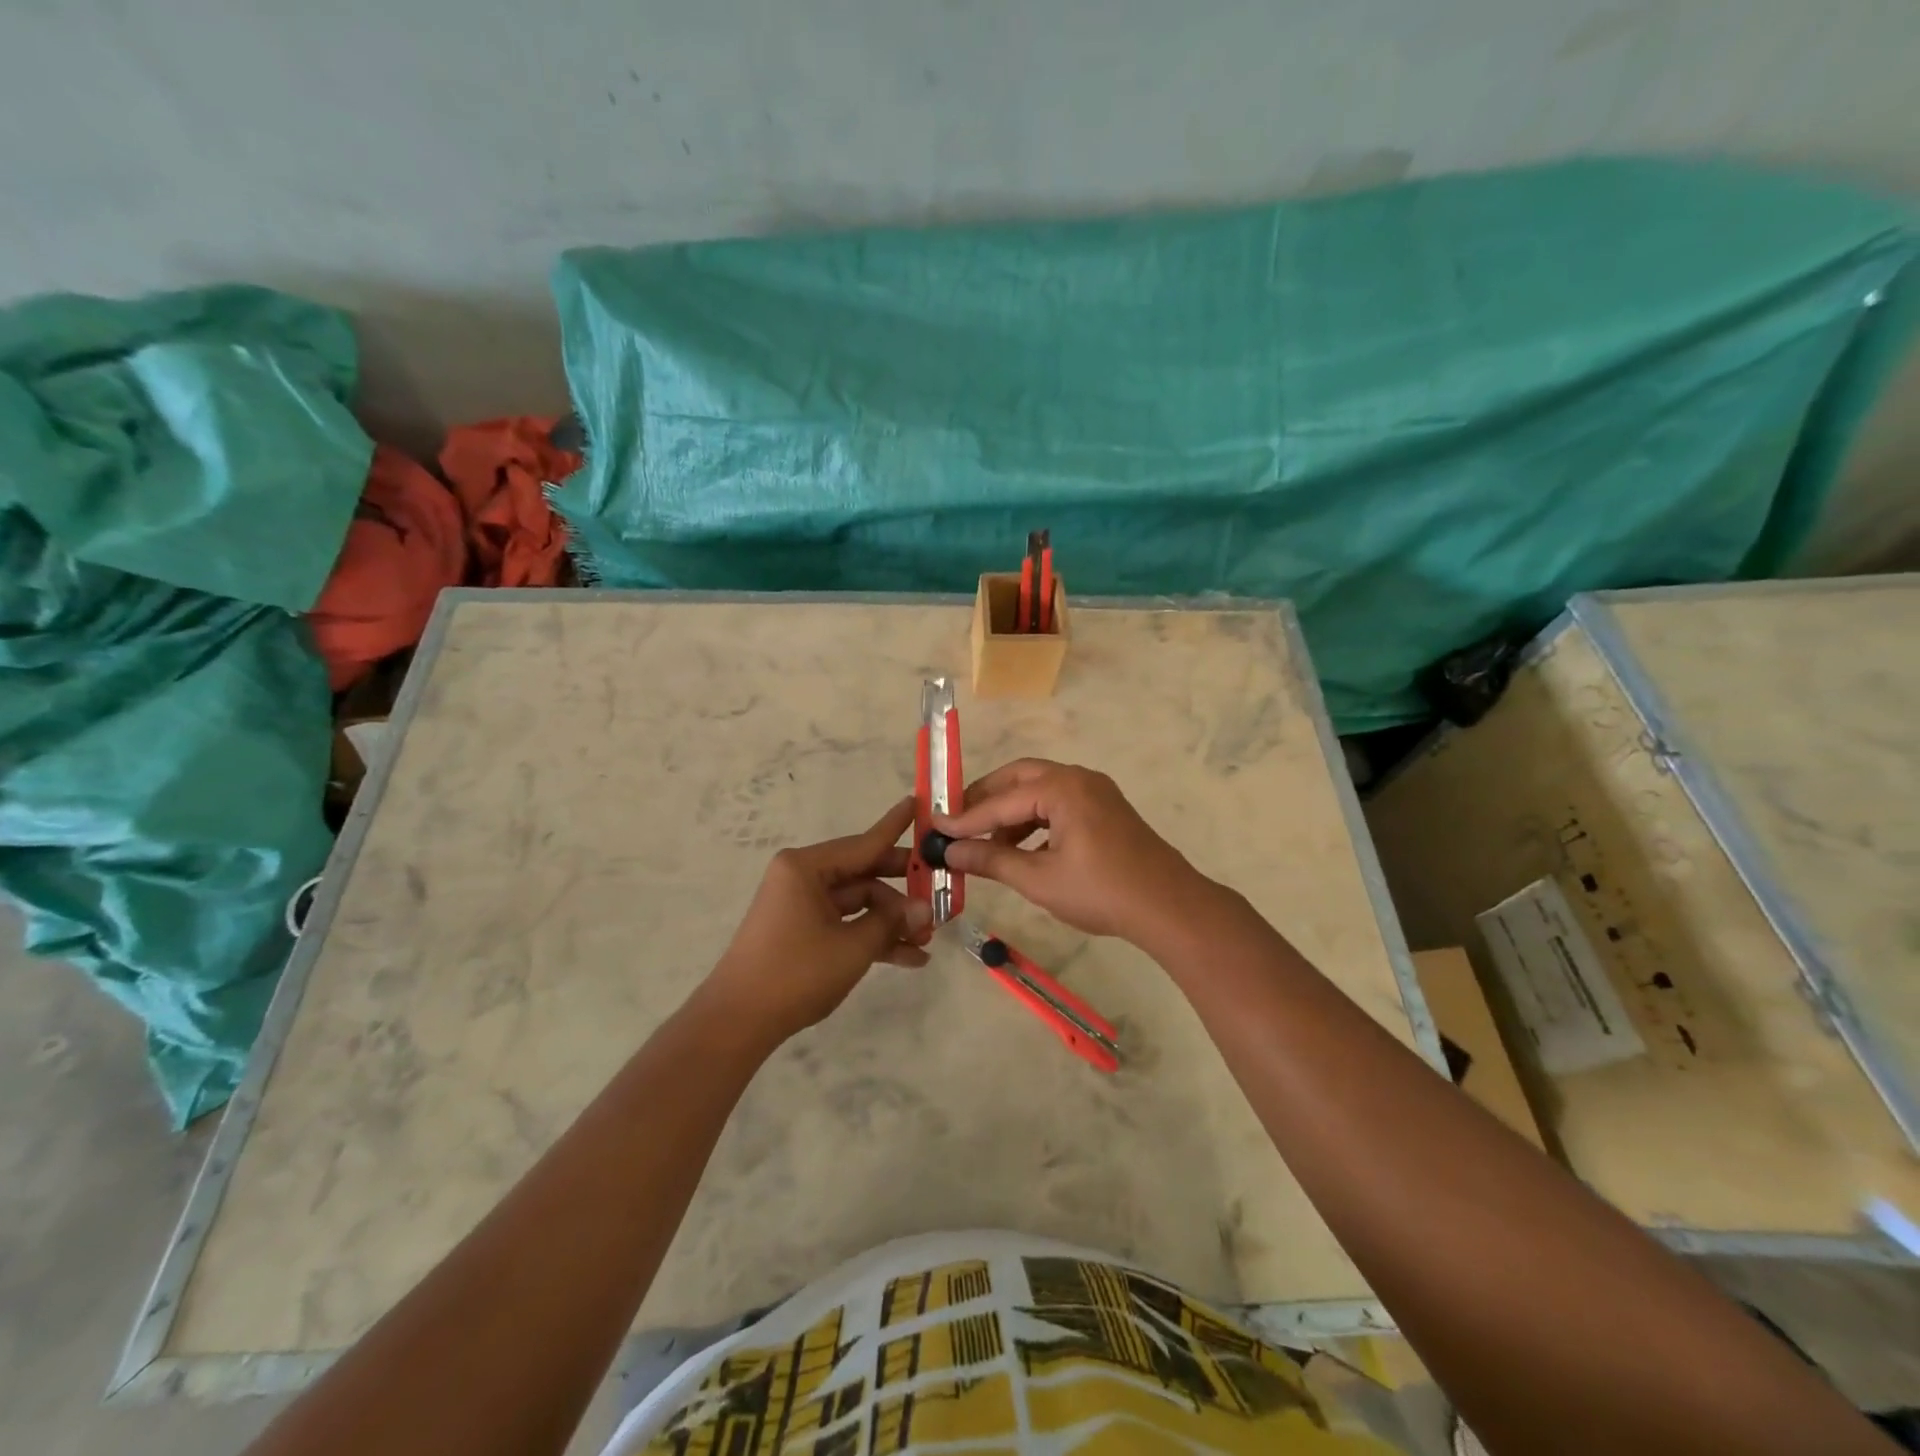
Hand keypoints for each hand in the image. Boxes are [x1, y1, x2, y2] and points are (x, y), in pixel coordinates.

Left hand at [701, 798, 933, 1041]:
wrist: (738, 1021)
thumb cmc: (796, 972)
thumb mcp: (853, 947)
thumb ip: (891, 922)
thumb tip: (925, 908)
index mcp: (807, 867)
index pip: (864, 843)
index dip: (895, 827)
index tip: (918, 803)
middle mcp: (803, 878)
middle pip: (864, 874)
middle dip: (902, 890)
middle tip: (940, 890)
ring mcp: (802, 905)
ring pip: (859, 903)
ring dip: (891, 921)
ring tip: (927, 940)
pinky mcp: (802, 931)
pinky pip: (845, 924)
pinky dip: (872, 938)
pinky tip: (909, 958)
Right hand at [935, 760, 1209, 942]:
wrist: (1169, 906)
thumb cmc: (1101, 891)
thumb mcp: (1039, 879)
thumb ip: (991, 860)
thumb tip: (950, 852)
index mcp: (1062, 788)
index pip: (1001, 800)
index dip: (965, 817)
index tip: (934, 828)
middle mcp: (1078, 778)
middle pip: (1019, 778)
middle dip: (986, 799)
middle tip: (957, 821)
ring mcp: (1096, 791)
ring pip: (1040, 790)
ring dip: (1011, 811)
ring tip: (986, 842)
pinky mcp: (1105, 808)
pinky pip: (1059, 803)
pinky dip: (1035, 819)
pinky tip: (1021, 847)